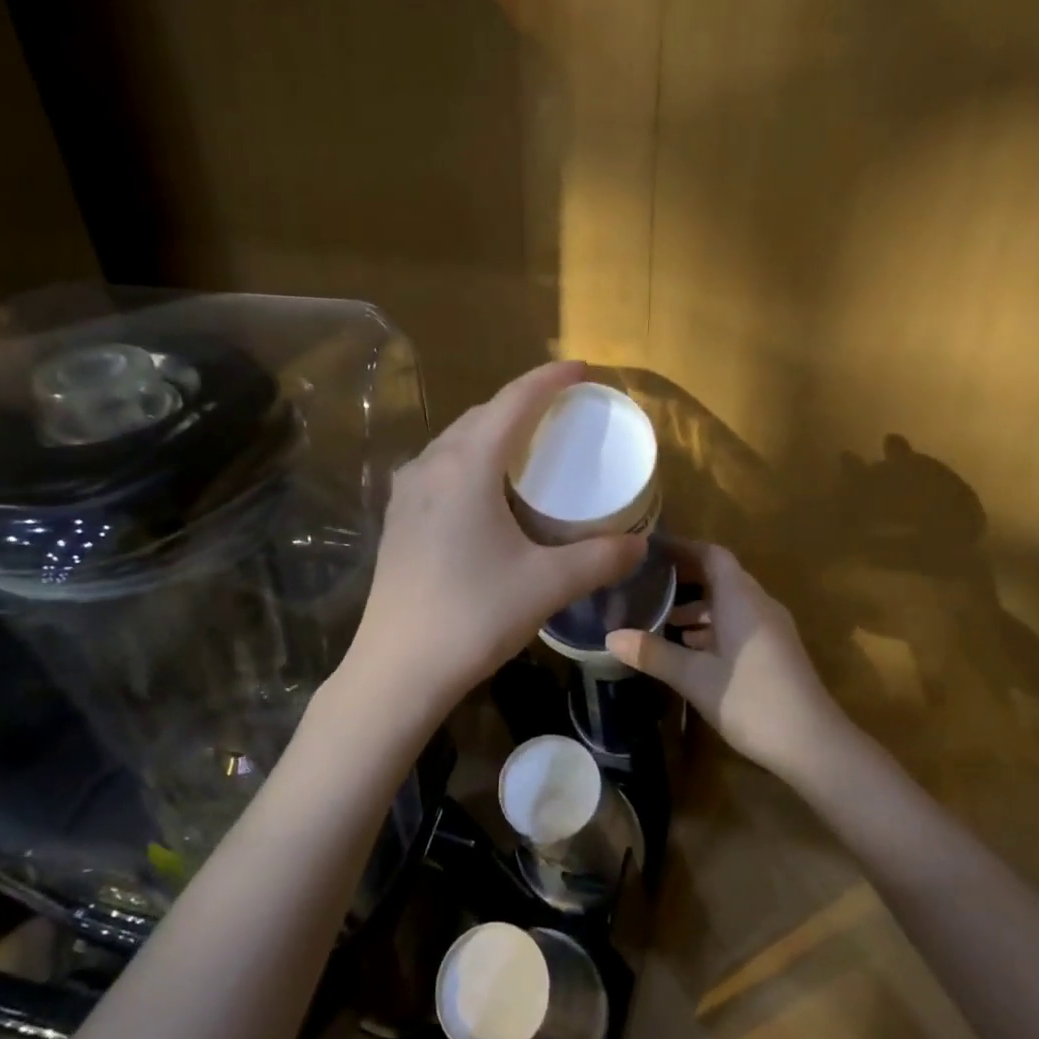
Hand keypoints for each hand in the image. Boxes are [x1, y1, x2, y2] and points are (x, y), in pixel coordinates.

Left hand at [345, 361, 646, 713]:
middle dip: (523, 403)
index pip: (513, 402)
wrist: (398, 668)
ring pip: (457, 441)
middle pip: (482, 415)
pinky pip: (441, 468)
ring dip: (494, 431)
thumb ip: (599, 558)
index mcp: (466, 466)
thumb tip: (639, 545)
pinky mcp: (399, 519)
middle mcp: (431, 466)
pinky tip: (488, 489)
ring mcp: (407, 493)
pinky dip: (473, 460)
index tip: (582, 370)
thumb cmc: (474, 616)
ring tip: (530, 445)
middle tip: (563, 412)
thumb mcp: (547, 584)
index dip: (550, 379)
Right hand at [607, 541, 844, 783]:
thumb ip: (653, 654)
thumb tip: (610, 637)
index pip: (712, 555)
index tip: (651, 549)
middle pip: (721, 576)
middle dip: (685, 576)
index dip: (682, 547)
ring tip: (661, 617)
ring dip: (698, 605)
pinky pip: (739, 622)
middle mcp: (758, 604)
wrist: (813, 743)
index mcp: (740, 599)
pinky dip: (713, 625)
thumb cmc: (750, 700)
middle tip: (647, 581)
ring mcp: (771, 628)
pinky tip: (690, 648)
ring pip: (730, 602)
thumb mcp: (694, 677)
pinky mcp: (775, 650)